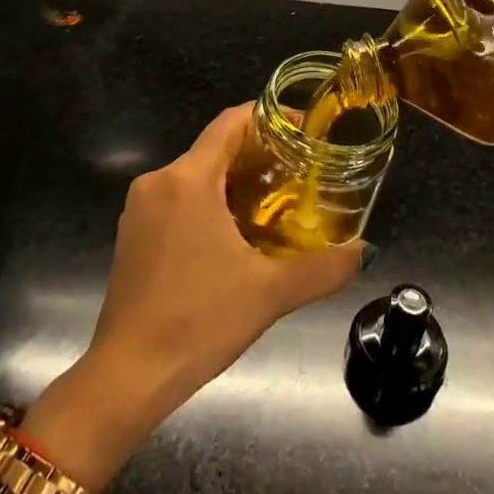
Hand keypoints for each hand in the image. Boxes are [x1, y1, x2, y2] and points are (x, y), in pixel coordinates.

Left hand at [23, 105, 363, 487]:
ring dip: (233, 182)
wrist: (127, 375)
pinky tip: (235, 235)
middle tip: (300, 173)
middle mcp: (158, 181)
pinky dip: (208, 203)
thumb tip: (365, 251)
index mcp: (187, 179)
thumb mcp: (270, 293)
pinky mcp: (132, 233)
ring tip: (276, 204)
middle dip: (257, 155)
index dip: (267, 117)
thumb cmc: (198, 321)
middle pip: (214, 148)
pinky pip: (177, 200)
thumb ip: (323, 268)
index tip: (302, 129)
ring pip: (195, 176)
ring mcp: (139, 208)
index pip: (230, 123)